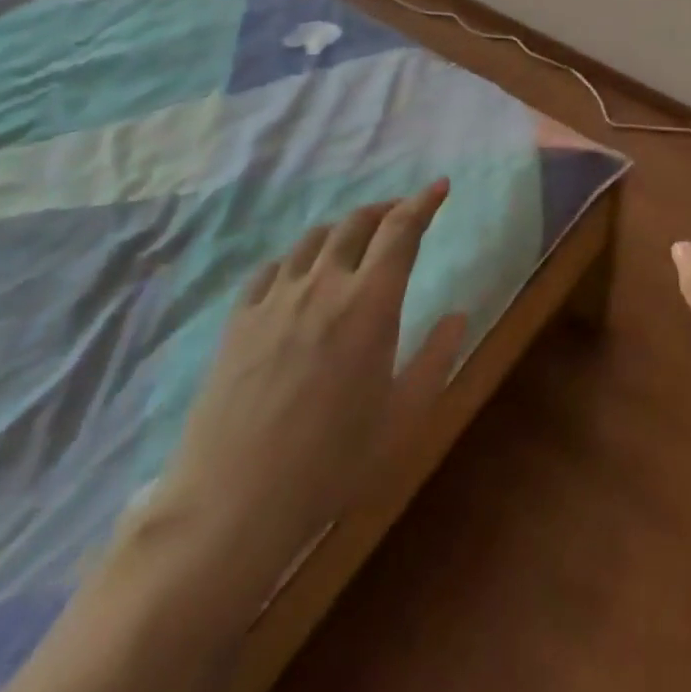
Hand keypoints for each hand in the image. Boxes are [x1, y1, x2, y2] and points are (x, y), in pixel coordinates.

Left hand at [153, 182, 466, 596]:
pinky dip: (297, 258)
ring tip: (354, 241)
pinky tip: (299, 276)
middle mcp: (324, 286)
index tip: (439, 186)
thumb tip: (459, 314)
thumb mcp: (402, 417)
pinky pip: (272, 268)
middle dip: (386, 209)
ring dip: (342, 229)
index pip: (402, 230)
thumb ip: (436, 358)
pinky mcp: (239, 320)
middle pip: (357, 223)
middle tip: (402, 213)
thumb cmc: (332, 464)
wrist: (231, 506)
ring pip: (314, 239)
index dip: (423, 202)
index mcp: (371, 304)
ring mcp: (276, 299)